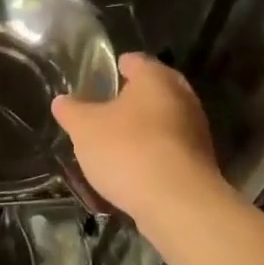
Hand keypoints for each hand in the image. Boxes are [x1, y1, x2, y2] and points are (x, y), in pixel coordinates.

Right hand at [52, 53, 220, 219]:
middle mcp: (183, 97)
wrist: (178, 203)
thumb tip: (62, 101)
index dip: (117, 67)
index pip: (136, 61)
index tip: (102, 77)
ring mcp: (197, 131)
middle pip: (155, 89)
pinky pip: (172, 148)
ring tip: (119, 140)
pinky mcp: (201, 163)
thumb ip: (72, 111)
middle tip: (108, 108)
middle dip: (133, 98)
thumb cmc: (128, 150)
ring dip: (146, 127)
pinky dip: (155, 152)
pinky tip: (136, 167)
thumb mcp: (85, 128)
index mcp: (156, 78)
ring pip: (166, 120)